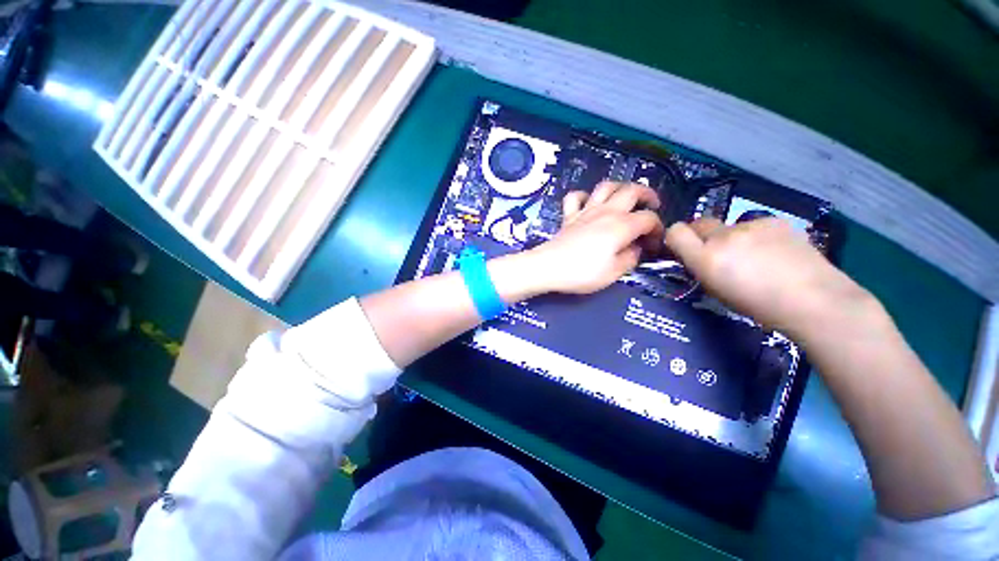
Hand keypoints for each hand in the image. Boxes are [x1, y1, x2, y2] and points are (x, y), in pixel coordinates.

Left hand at [526, 181, 664, 294]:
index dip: (658, 230)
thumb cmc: (582, 273)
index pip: (649, 219)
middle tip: (653, 206)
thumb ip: (631, 258)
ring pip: (605, 186)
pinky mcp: (569, 216)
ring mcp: (585, 211)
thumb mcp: (614, 273)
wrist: (548, 267)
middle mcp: (606, 211)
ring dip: (620, 187)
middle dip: (648, 195)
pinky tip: (588, 204)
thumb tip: (636, 248)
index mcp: (622, 225)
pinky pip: (575, 197)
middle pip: (632, 190)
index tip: (654, 245)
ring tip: (626, 197)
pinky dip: (583, 196)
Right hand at [665, 217, 872, 335]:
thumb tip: (697, 257)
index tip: (683, 248)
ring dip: (732, 238)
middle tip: (717, 252)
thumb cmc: (759, 306)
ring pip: (729, 226)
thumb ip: (701, 268)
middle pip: (699, 224)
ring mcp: (750, 225)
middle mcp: (723, 237)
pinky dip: (756, 236)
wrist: (814, 300)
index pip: (675, 232)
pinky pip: (753, 225)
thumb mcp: (716, 290)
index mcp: (706, 258)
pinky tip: (774, 252)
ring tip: (755, 257)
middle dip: (702, 236)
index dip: (675, 238)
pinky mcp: (774, 220)